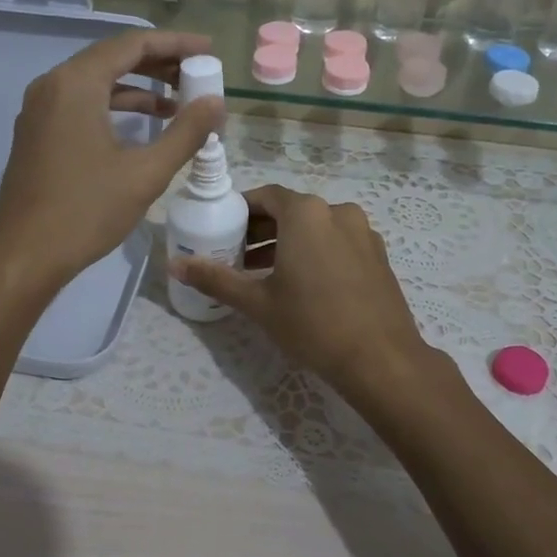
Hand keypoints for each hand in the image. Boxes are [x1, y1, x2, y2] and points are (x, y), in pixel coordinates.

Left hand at [0, 30, 223, 300]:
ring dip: (138, 89)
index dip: (174, 44)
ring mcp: (40, 110)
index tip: (209, 50)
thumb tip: (216, 102)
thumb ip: (186, 132)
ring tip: (180, 102)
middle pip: (113, 58)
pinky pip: (81, 104)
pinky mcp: (37, 133)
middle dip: (158, 64)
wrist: (24, 256)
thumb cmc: (86, 211)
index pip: (132, 44)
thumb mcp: (145, 173)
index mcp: (76, 84)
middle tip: (198, 74)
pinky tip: (143, 127)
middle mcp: (52, 85)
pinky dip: (115, 107)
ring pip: (96, 83)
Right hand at [170, 183, 439, 396]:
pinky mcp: (378, 256)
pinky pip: (338, 243)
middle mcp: (337, 212)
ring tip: (263, 274)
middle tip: (236, 256)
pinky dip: (316, 253)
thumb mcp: (258, 302)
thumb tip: (175, 265)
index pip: (265, 197)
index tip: (222, 230)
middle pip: (291, 211)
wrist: (381, 359)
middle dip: (262, 230)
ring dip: (288, 243)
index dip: (241, 211)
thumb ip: (215, 278)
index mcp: (306, 213)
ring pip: (316, 228)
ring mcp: (363, 233)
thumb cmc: (313, 323)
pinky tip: (303, 285)